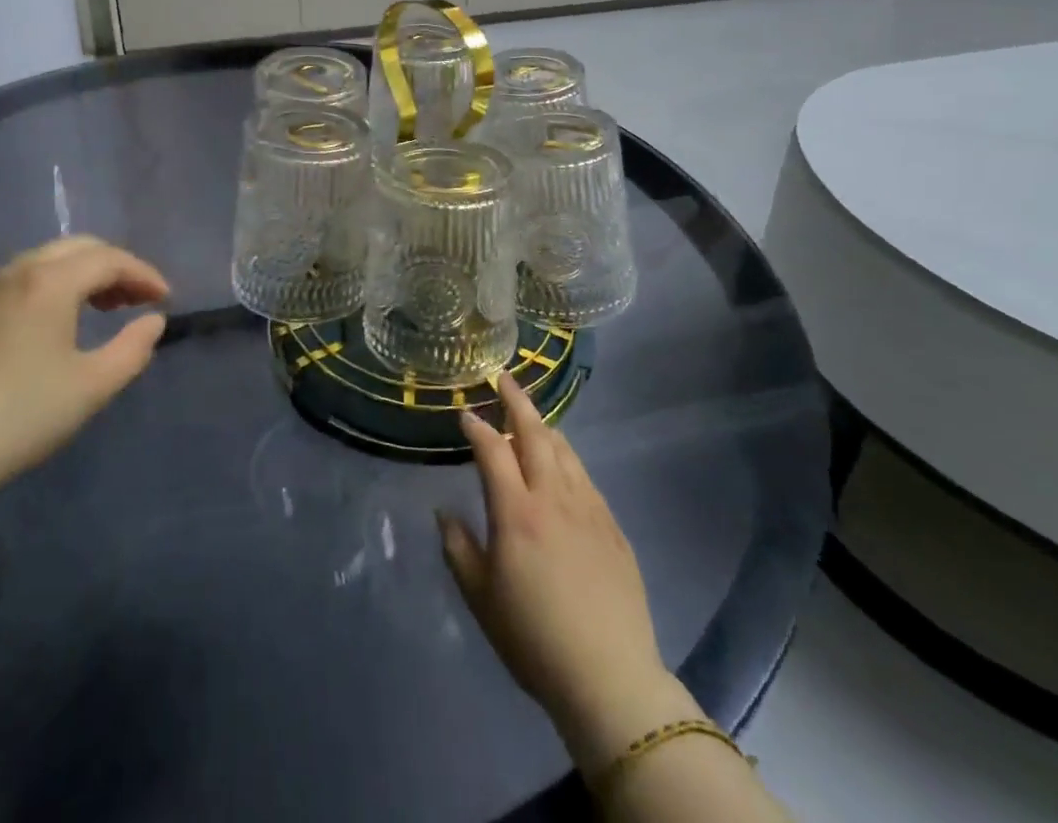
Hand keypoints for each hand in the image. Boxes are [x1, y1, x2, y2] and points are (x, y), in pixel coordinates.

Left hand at [0, 237, 169, 498]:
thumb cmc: (23, 413)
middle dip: (116, 267)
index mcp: (51, 281)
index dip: (144, 274)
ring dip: (87, 273)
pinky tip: (64, 318)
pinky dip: (59, 282)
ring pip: (52, 258)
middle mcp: (21, 270)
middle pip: (80, 247)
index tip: (166, 299)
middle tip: (138, 298)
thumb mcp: (92, 385)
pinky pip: (29, 275)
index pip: (109, 259)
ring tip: (108, 307)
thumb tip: (153, 321)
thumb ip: (133, 348)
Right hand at [439, 374, 696, 774]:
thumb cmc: (534, 639)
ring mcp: (589, 510)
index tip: (465, 413)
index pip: (493, 451)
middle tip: (504, 378)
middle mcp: (553, 499)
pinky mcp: (613, 528)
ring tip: (532, 416)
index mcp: (516, 512)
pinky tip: (564, 465)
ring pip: (565, 451)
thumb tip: (445, 511)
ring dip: (544, 427)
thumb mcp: (481, 598)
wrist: (610, 679)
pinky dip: (568, 459)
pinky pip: (586, 478)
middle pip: (535, 435)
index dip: (478, 428)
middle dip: (517, 402)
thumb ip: (458, 548)